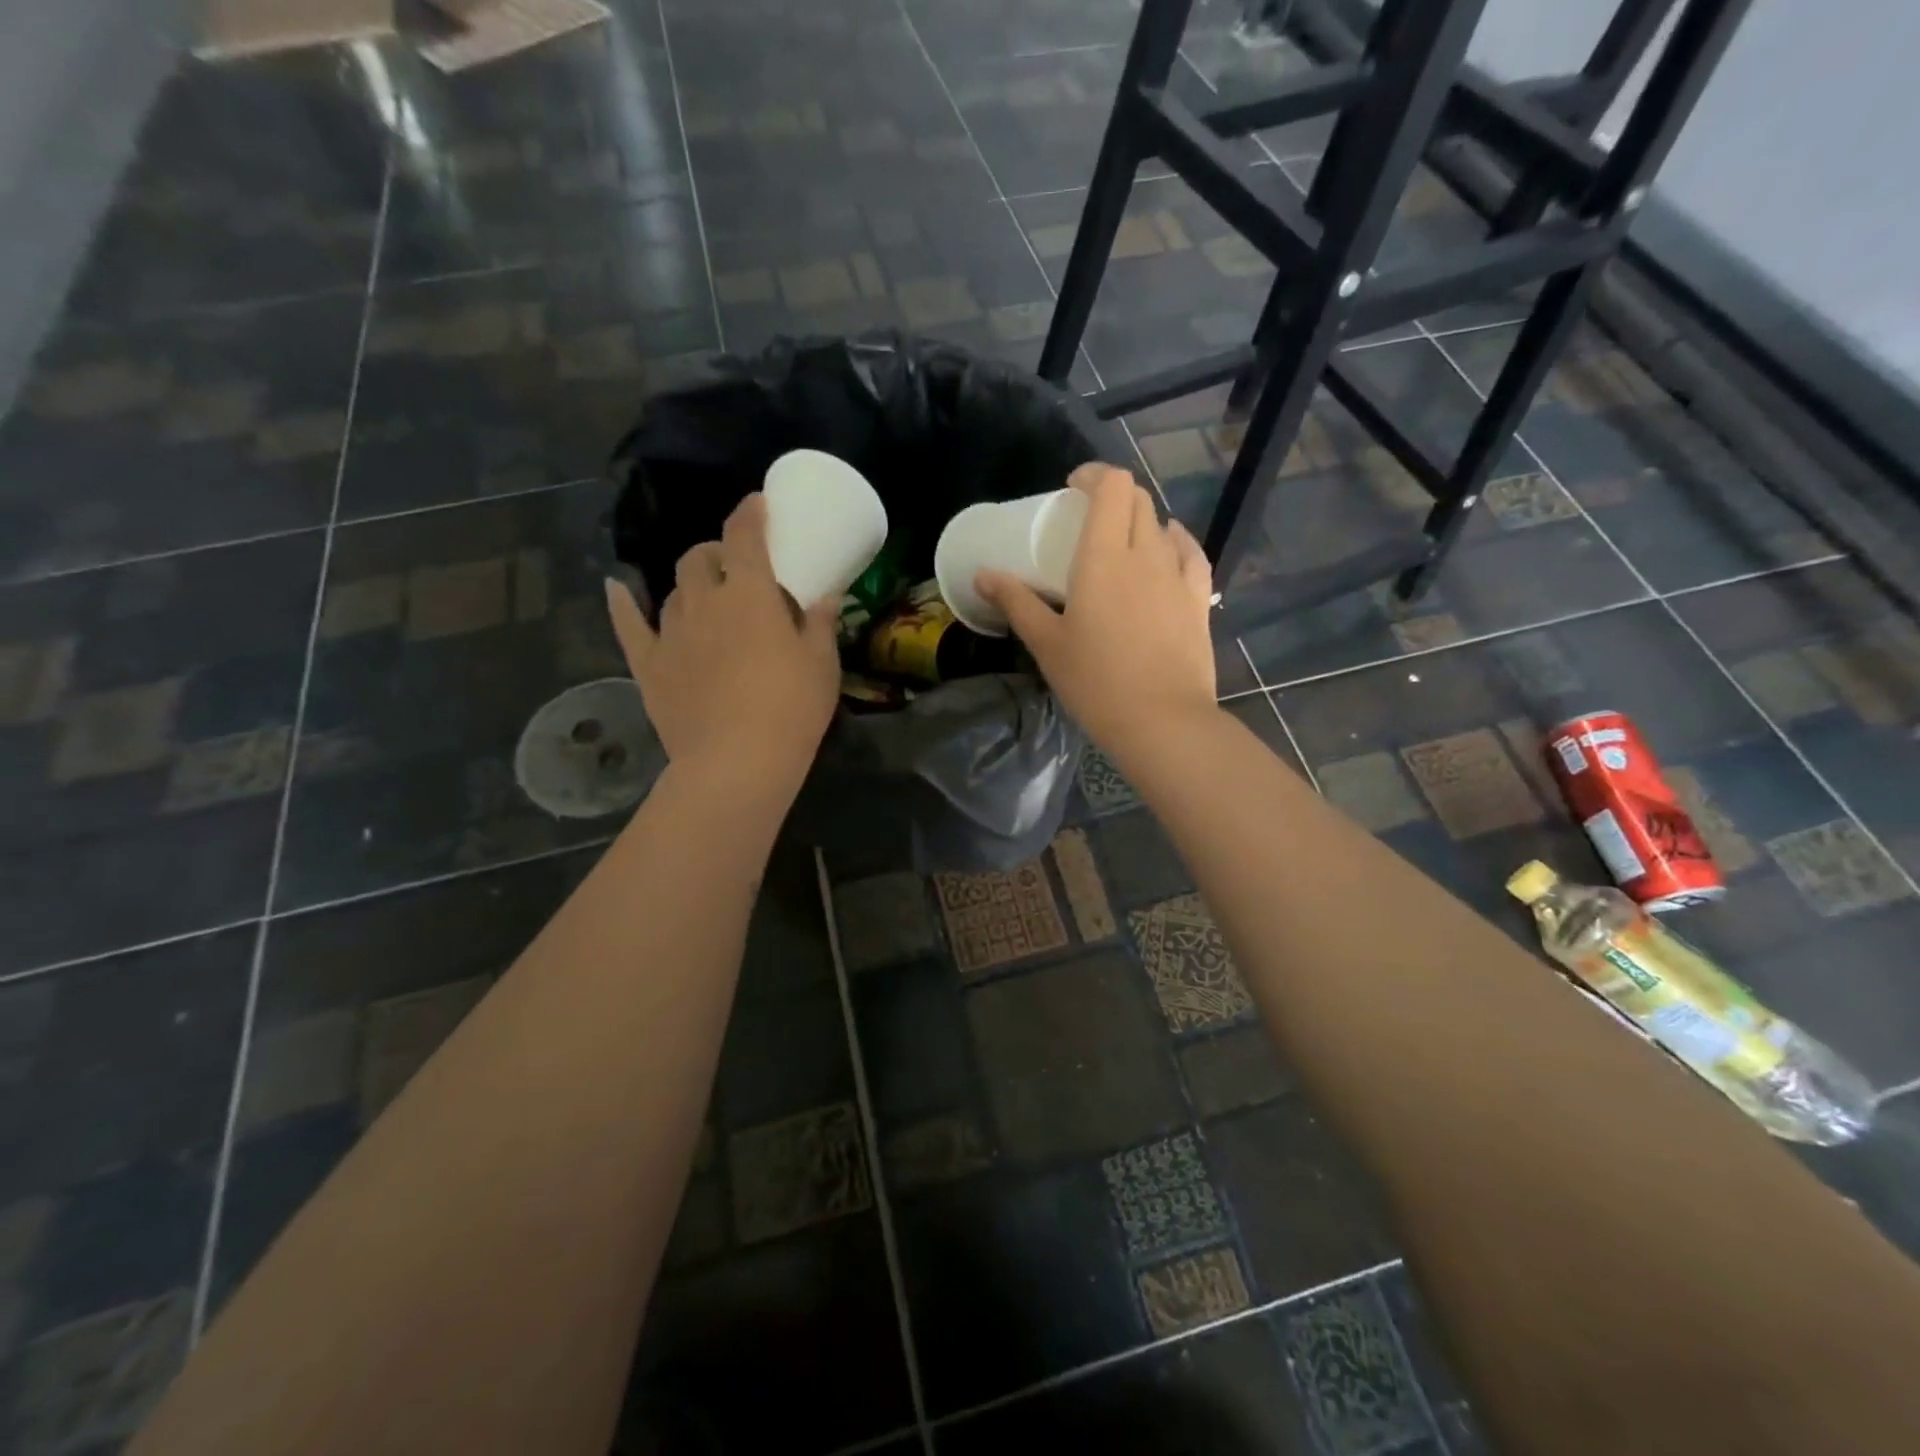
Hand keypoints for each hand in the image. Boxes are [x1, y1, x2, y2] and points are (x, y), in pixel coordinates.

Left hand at [606, 495, 839, 796]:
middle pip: (700, 558)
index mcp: (750, 593)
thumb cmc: (791, 709)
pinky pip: (630, 624)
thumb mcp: (822, 665)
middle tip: (736, 567)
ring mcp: (671, 632)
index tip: (758, 505)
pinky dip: (623, 602)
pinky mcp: (649, 664)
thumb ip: (819, 624)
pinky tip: (617, 587)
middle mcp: (704, 601)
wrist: (737, 762)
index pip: (744, 535)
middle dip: (717, 552)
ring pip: (673, 590)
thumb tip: (825, 596)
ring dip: (691, 584)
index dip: (750, 513)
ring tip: (708, 597)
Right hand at [977, 463, 1216, 764]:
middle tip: (1088, 520)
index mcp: (1104, 557)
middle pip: (1138, 500)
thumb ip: (1016, 602)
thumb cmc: (1096, 682)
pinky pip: (1190, 555)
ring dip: (1141, 522)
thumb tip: (982, 575)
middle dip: (1114, 497)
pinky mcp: (1199, 601)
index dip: (1094, 475)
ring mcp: (1178, 576)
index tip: (1072, 489)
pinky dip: (1175, 544)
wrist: (1163, 722)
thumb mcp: (1046, 644)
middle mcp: (1146, 554)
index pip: (1113, 487)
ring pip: (1163, 526)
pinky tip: (1167, 554)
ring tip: (1122, 543)